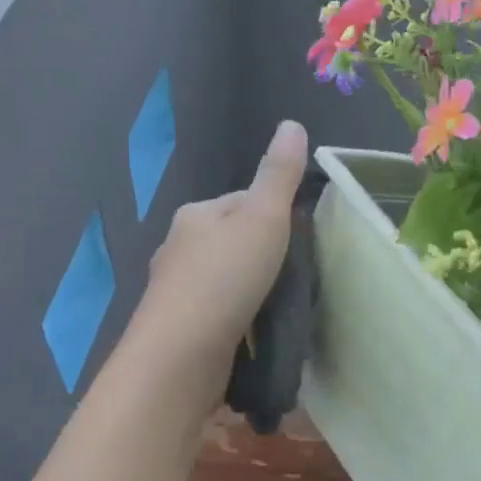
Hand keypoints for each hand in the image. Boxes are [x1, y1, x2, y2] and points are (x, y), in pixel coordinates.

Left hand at [127, 120, 309, 391]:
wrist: (181, 357)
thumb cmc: (225, 279)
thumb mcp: (262, 218)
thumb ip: (279, 174)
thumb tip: (292, 123)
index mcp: (195, 215)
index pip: (243, 201)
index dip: (276, 215)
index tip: (304, 239)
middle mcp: (179, 248)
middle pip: (234, 242)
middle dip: (264, 256)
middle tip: (300, 278)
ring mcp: (177, 292)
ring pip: (226, 280)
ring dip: (252, 290)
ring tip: (284, 307)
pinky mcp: (182, 330)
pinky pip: (219, 313)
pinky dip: (239, 318)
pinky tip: (258, 333)